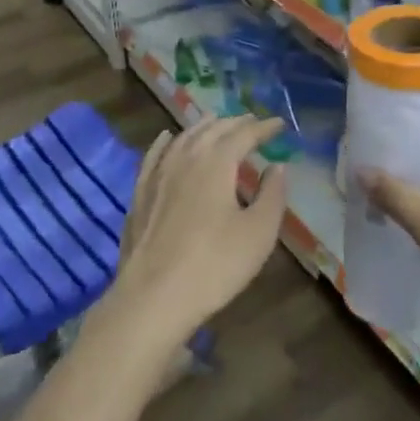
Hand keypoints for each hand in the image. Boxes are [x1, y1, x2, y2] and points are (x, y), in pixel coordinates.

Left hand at [106, 117, 288, 353]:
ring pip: (183, 138)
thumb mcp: (259, 232)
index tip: (280, 124)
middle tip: (252, 122)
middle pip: (213, 130)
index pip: (244, 134)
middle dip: (235, 123)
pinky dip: (165, 143)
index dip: (264, 128)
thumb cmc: (215, 265)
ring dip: (204, 127)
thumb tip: (276, 166)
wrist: (154, 298)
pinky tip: (166, 139)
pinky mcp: (140, 194)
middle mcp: (186, 158)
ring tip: (217, 123)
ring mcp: (158, 175)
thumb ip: (272, 194)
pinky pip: (154, 156)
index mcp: (217, 162)